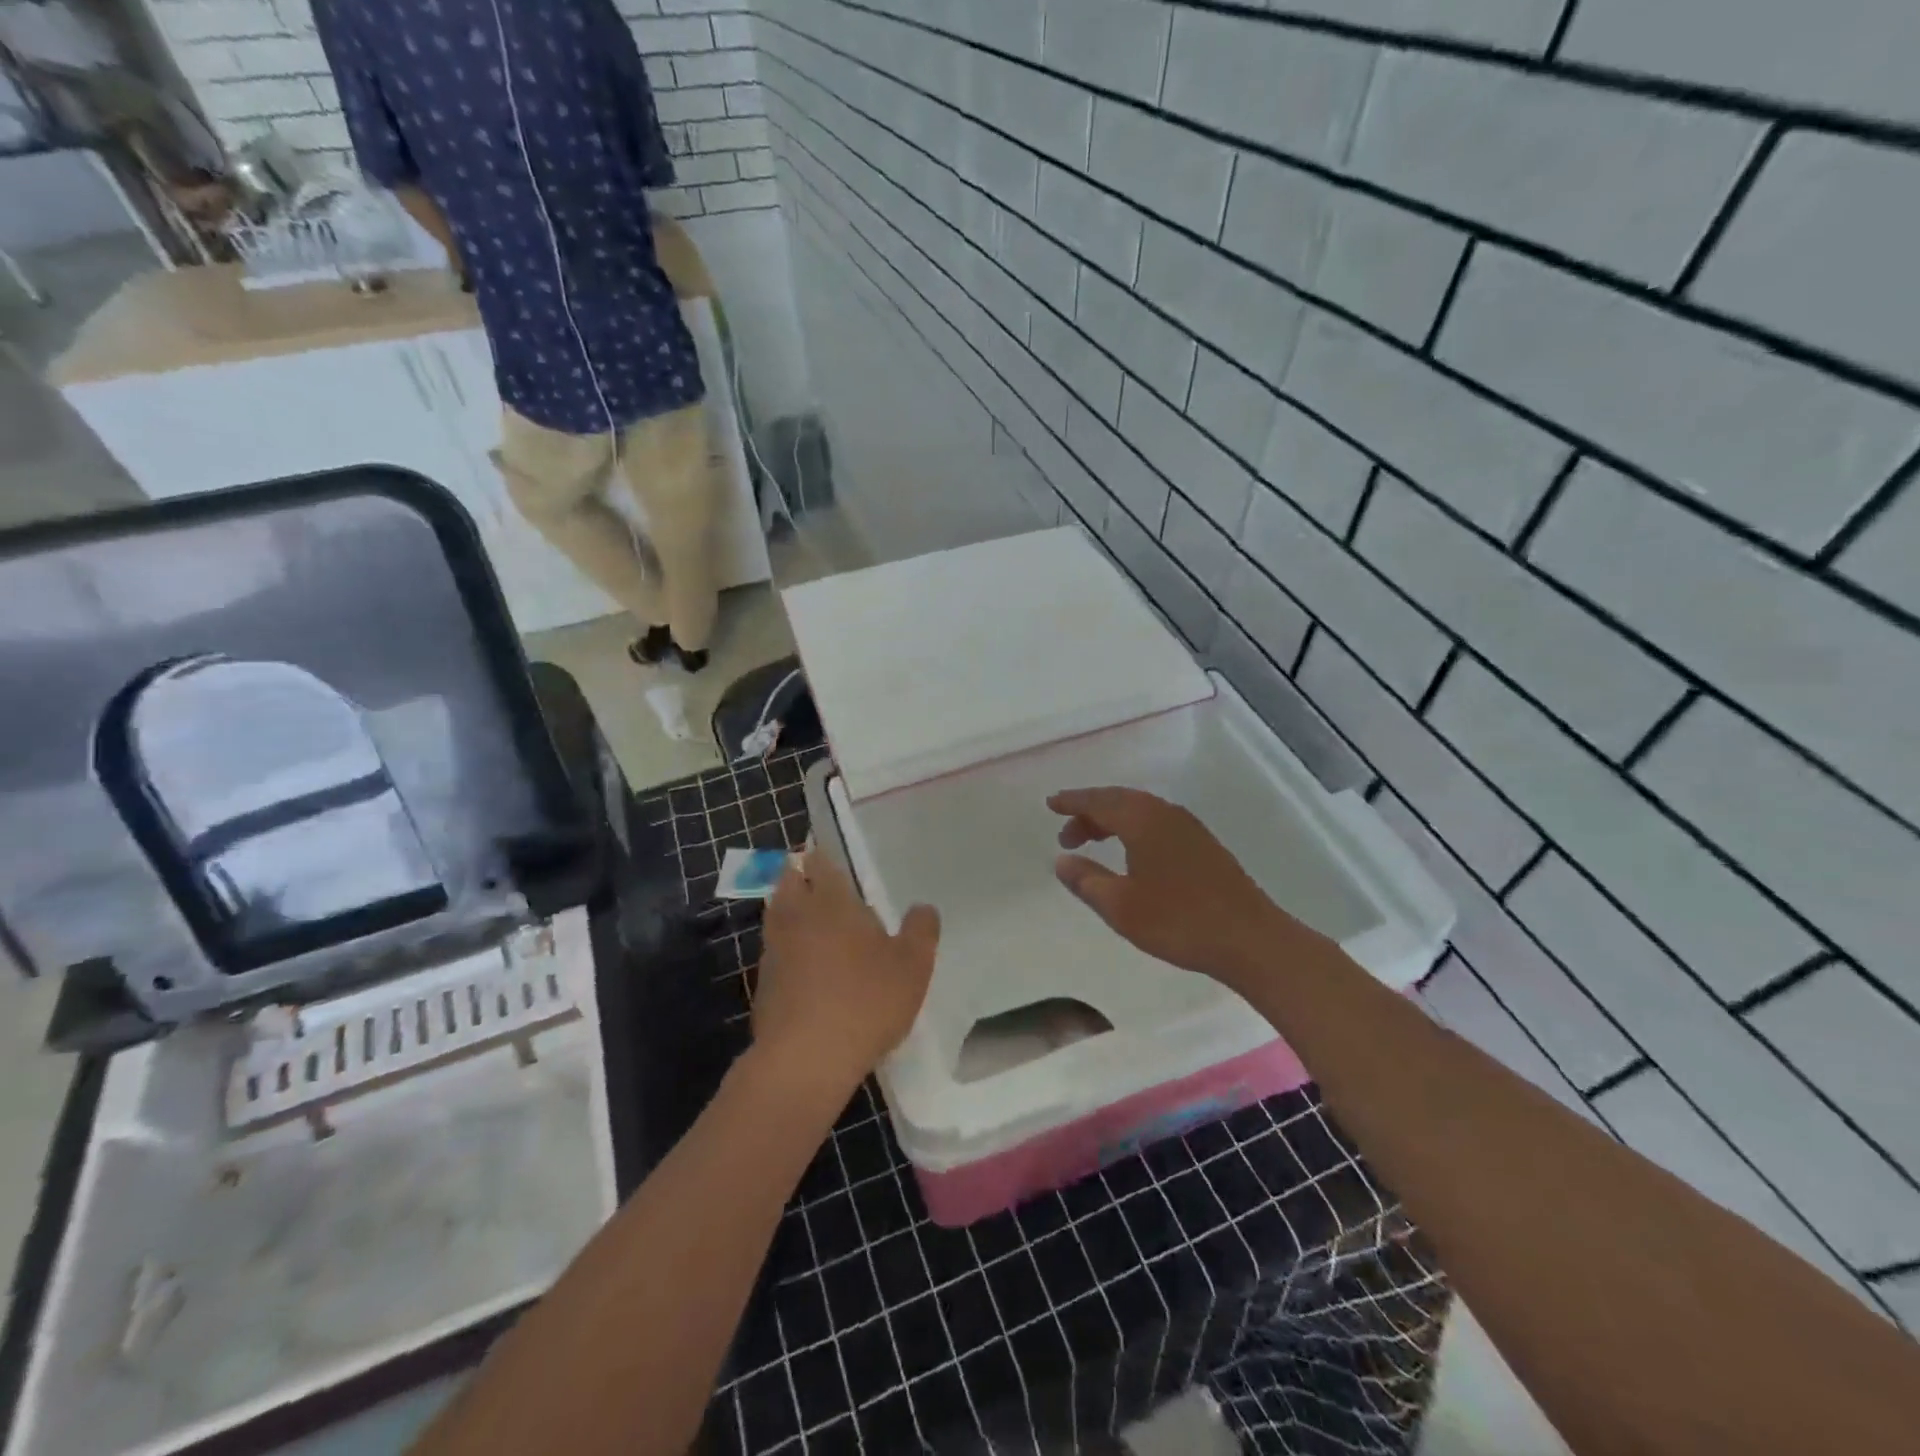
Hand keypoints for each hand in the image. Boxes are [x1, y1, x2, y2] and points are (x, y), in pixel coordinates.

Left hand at [751, 854, 939, 1094]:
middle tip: (818, 882)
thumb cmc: (866, 1000)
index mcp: (831, 901)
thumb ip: (922, 930)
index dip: (822, 857)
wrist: (806, 1059)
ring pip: (776, 916)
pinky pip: (774, 953)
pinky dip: (785, 950)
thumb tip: (923, 907)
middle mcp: (796, 917)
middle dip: (798, 876)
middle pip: (788, 883)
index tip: (828, 855)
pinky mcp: (762, 985)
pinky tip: (803, 967)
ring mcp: (774, 951)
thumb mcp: (913, 965)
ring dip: (789, 911)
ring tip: (811, 920)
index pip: (820, 863)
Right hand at [1050, 787, 1306, 985]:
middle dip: (1089, 812)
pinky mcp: (1203, 844)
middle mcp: (1165, 813)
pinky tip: (1131, 853)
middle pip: (1119, 801)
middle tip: (1066, 833)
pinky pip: (1156, 822)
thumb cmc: (1179, 921)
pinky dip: (1133, 829)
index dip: (1072, 802)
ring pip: (1140, 811)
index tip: (1050, 804)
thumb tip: (1062, 861)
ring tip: (1092, 842)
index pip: (1098, 801)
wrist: (1250, 938)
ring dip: (1112, 821)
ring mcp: (1188, 827)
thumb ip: (1087, 880)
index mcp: (1142, 820)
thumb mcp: (1121, 906)